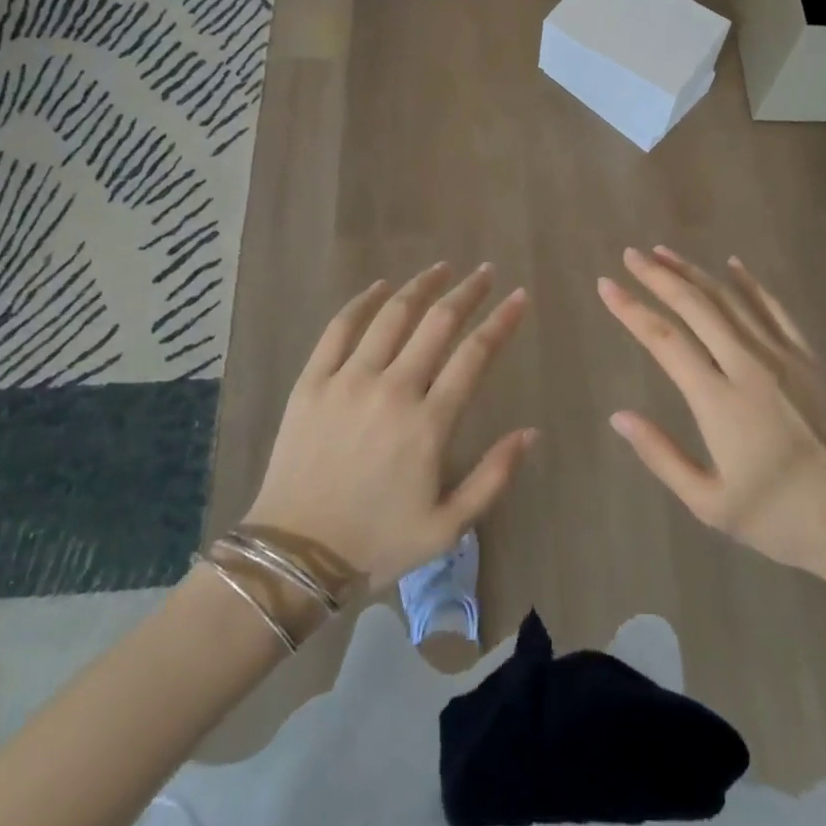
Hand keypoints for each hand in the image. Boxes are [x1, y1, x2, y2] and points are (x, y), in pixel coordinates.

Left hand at [244, 263, 536, 589]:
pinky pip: (340, 328)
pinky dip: (362, 302)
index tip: (519, 296)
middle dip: (468, 292)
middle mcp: (392, 389)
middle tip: (485, 272)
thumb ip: (493, 477)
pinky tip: (379, 286)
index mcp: (428, 424)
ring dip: (421, 286)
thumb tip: (531, 432)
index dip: (502, 321)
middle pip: (438, 323)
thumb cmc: (377, 543)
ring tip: (442, 268)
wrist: (294, 557)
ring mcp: (349, 380)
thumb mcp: (447, 528)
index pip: (475, 355)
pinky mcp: (313, 381)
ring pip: (392, 316)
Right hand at [599, 247, 825, 649]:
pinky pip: (775, 309)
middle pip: (695, 306)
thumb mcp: (711, 504)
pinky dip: (750, 283)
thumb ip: (662, 456)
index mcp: (719, 401)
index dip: (631, 309)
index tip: (606, 285)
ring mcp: (783, 357)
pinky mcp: (810, 358)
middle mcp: (748, 366)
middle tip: (630, 256)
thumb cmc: (782, 519)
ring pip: (730, 300)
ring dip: (694, 272)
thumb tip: (618, 416)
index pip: (664, 340)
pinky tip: (733, 264)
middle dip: (659, 276)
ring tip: (665, 252)